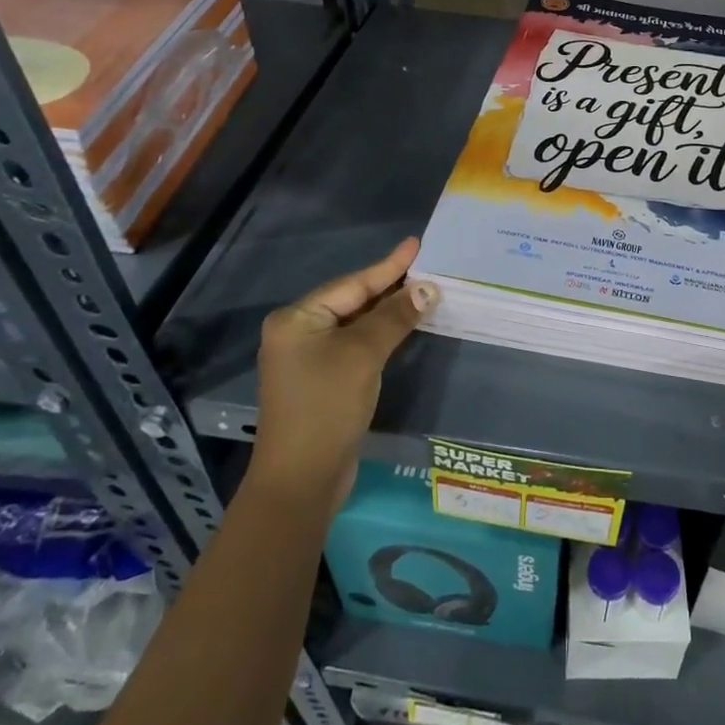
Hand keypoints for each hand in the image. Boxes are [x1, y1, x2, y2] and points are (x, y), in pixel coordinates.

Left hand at [246, 238, 436, 506]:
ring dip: (388, 311)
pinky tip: (403, 326)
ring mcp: (308, 359)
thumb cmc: (326, 407)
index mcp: (297, 319)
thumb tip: (427, 289)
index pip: (352, 284)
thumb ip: (395, 317)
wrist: (301, 481)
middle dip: (390, 287)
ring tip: (423, 291)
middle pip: (352, 301)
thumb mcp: (363, 355)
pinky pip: (356, 345)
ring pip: (356, 324)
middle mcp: (298, 333)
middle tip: (426, 267)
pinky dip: (380, 335)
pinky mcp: (322, 381)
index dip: (388, 266)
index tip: (416, 244)